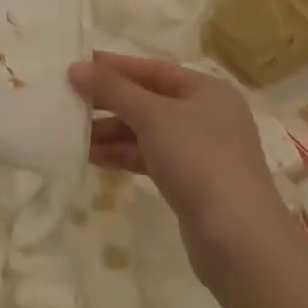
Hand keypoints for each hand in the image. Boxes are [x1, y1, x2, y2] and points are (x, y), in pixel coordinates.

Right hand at [68, 52, 288, 281]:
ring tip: (74, 135)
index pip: (152, 69)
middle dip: (109, 102)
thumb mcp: (152, 116)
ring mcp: (200, 152)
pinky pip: (150, 158)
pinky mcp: (191, 183)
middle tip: (70, 102)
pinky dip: (123, 155)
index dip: (114, 67)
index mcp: (207, 90)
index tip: (77, 67)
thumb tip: (75, 67)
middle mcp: (206, 116)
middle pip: (148, 100)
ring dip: (111, 132)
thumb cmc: (199, 159)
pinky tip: (93, 158)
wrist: (238, 240)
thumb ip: (113, 89)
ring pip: (146, 132)